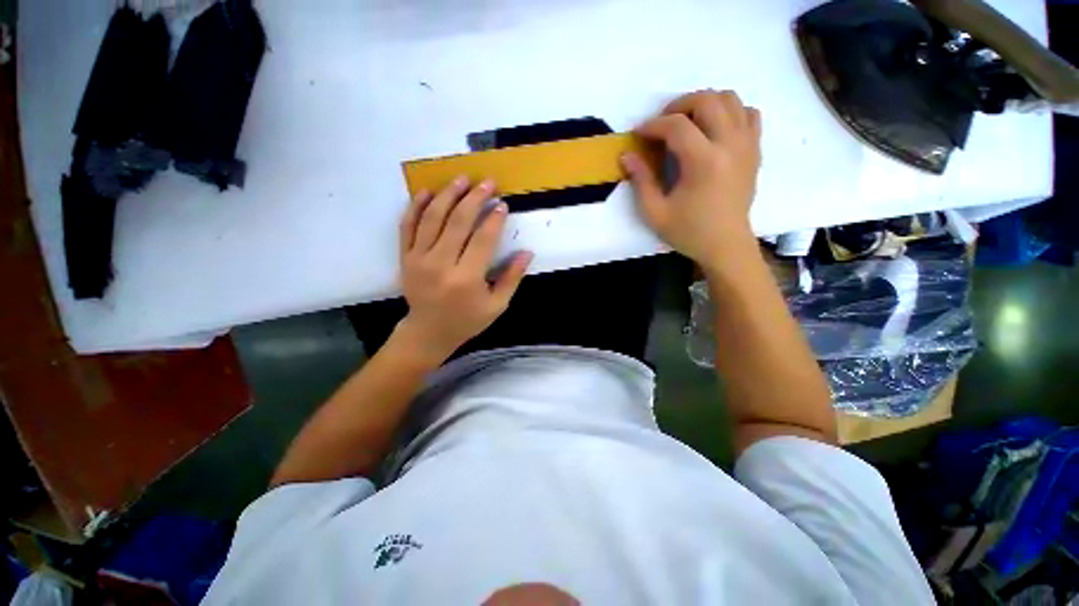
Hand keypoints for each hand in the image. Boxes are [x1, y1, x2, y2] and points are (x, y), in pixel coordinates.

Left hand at [396, 176, 531, 362]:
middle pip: (458, 222)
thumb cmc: (467, 320)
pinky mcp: (405, 257)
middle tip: (487, 182)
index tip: (503, 205)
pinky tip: (428, 191)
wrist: (429, 331)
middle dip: (475, 198)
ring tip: (462, 179)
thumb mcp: (497, 305)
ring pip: (432, 218)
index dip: (494, 220)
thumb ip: (512, 278)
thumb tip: (527, 252)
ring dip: (448, 195)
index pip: (482, 240)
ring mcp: (418, 259)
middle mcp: (440, 265)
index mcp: (466, 279)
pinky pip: (407, 226)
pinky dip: (416, 206)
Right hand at [622, 90, 761, 274]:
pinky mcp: (755, 150)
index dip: (653, 125)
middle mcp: (730, 145)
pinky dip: (730, 112)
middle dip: (679, 105)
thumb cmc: (688, 232)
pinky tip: (714, 129)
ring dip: (705, 103)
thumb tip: (626, 155)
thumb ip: (641, 181)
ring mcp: (747, 145)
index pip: (677, 125)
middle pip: (707, 100)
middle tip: (662, 123)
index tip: (638, 133)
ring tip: (687, 122)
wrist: (726, 245)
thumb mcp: (655, 213)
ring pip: (731, 99)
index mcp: (704, 162)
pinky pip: (748, 114)